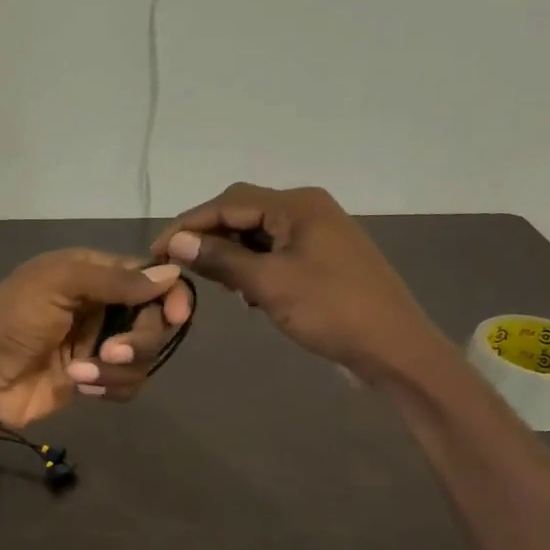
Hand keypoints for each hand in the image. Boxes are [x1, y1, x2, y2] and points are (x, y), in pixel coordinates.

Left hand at [0, 249, 192, 429]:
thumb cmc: (11, 319)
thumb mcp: (56, 284)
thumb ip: (113, 280)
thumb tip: (172, 276)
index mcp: (95, 274)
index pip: (151, 278)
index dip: (170, 295)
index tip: (175, 315)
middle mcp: (104, 306)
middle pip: (155, 320)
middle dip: (140, 339)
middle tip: (110, 352)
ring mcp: (100, 345)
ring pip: (144, 356)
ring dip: (117, 369)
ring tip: (80, 374)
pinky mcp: (95, 380)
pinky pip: (129, 383)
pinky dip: (110, 387)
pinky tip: (80, 387)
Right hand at [152, 183, 437, 371]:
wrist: (393, 347)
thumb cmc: (331, 310)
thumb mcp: (269, 284)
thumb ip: (221, 259)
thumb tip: (176, 241)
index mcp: (297, 205)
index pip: (229, 203)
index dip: (188, 224)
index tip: (156, 250)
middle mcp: (308, 209)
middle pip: (243, 213)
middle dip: (208, 237)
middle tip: (178, 266)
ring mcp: (318, 233)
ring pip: (258, 234)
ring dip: (230, 254)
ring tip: (209, 282)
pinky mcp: (322, 258)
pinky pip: (276, 252)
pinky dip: (253, 266)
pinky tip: (243, 291)